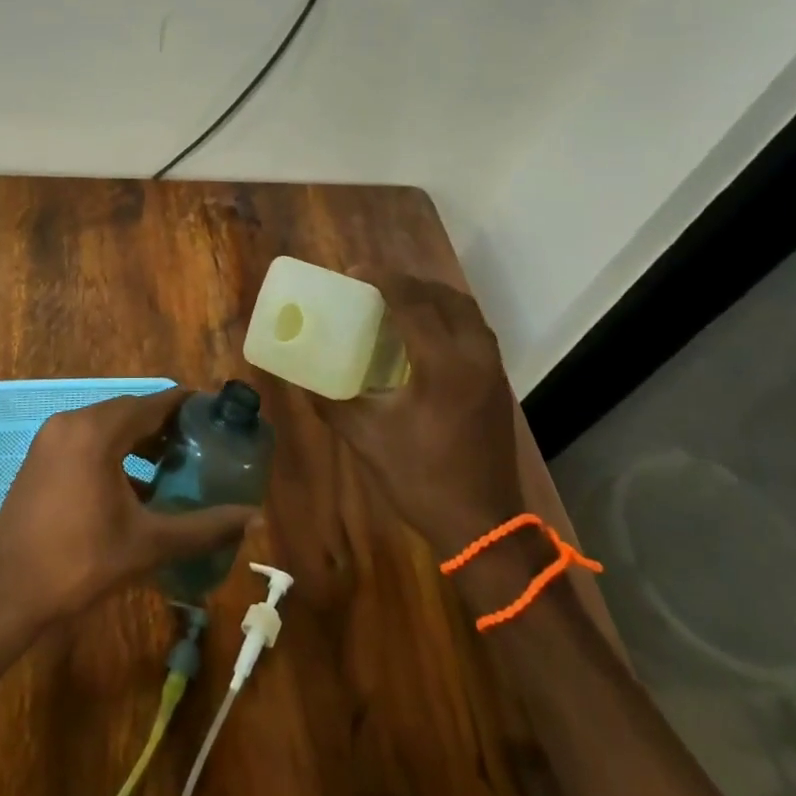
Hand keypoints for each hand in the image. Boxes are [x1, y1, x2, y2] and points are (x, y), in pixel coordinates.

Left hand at [0, 387, 258, 624]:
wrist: (6, 594)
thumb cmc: (79, 563)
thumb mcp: (147, 545)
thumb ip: (203, 528)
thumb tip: (254, 518)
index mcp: (97, 431)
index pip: (153, 402)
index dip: (186, 405)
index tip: (215, 414)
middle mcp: (72, 421)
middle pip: (130, 410)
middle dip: (165, 424)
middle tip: (199, 444)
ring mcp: (51, 438)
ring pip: (106, 424)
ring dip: (139, 438)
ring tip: (172, 464)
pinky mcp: (40, 456)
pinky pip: (86, 438)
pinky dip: (113, 449)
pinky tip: (133, 483)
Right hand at [311, 270, 524, 557]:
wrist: (483, 525)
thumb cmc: (421, 479)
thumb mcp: (367, 439)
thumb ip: (330, 403)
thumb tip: (299, 378)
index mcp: (442, 365)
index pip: (413, 303)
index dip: (383, 280)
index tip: (354, 270)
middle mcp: (473, 356)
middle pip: (444, 298)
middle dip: (408, 283)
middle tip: (374, 285)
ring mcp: (491, 369)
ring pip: (465, 311)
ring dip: (432, 296)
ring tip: (398, 300)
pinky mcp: (497, 383)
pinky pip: (474, 329)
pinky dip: (448, 316)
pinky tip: (423, 331)